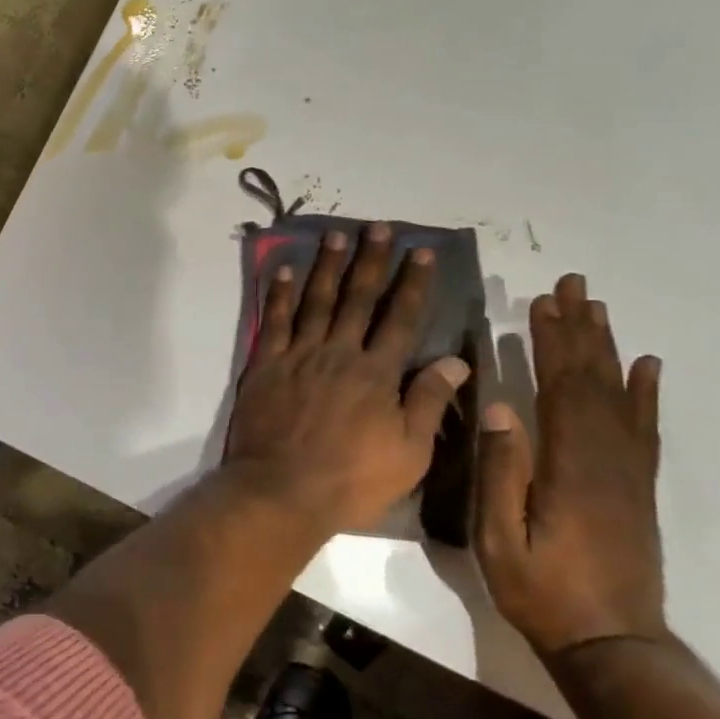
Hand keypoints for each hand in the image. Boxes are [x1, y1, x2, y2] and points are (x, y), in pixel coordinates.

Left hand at [226, 223, 470, 533]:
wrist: (281, 490)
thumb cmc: (351, 479)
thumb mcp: (408, 452)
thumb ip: (428, 402)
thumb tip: (455, 360)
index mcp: (377, 373)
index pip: (401, 318)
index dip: (413, 283)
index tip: (420, 252)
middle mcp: (338, 352)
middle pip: (358, 298)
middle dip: (370, 261)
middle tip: (378, 227)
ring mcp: (298, 355)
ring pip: (316, 300)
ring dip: (327, 266)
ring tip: (336, 235)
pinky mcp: (264, 364)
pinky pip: (273, 320)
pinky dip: (279, 294)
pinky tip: (284, 270)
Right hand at [475, 274, 666, 656]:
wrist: (611, 645)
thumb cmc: (543, 592)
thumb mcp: (501, 539)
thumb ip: (502, 473)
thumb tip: (500, 407)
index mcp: (572, 466)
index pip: (561, 388)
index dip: (552, 341)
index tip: (542, 301)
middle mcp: (608, 458)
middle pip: (594, 380)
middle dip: (581, 329)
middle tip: (573, 285)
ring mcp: (629, 472)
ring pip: (619, 396)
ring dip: (607, 348)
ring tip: (598, 308)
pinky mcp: (638, 487)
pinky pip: (645, 429)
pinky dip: (646, 393)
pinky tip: (647, 366)